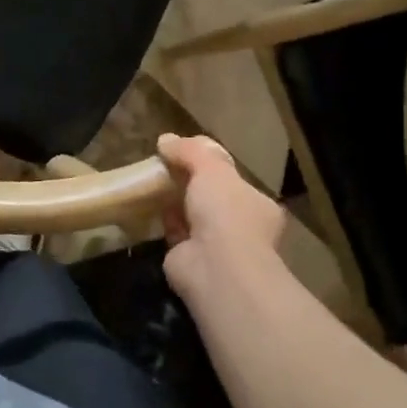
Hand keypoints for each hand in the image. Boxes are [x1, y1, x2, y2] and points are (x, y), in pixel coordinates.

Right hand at [156, 133, 286, 300]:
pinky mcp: (191, 261)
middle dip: (189, 184)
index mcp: (258, 205)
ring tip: (151, 184)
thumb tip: (166, 140)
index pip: (233, 181)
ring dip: (174, 203)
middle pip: (211, 198)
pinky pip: (175, 234)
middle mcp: (242, 228)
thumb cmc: (224, 212)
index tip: (184, 155)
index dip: (209, 166)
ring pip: (192, 217)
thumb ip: (191, 151)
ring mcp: (217, 248)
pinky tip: (148, 208)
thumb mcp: (211, 168)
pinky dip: (164, 222)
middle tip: (164, 168)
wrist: (215, 268)